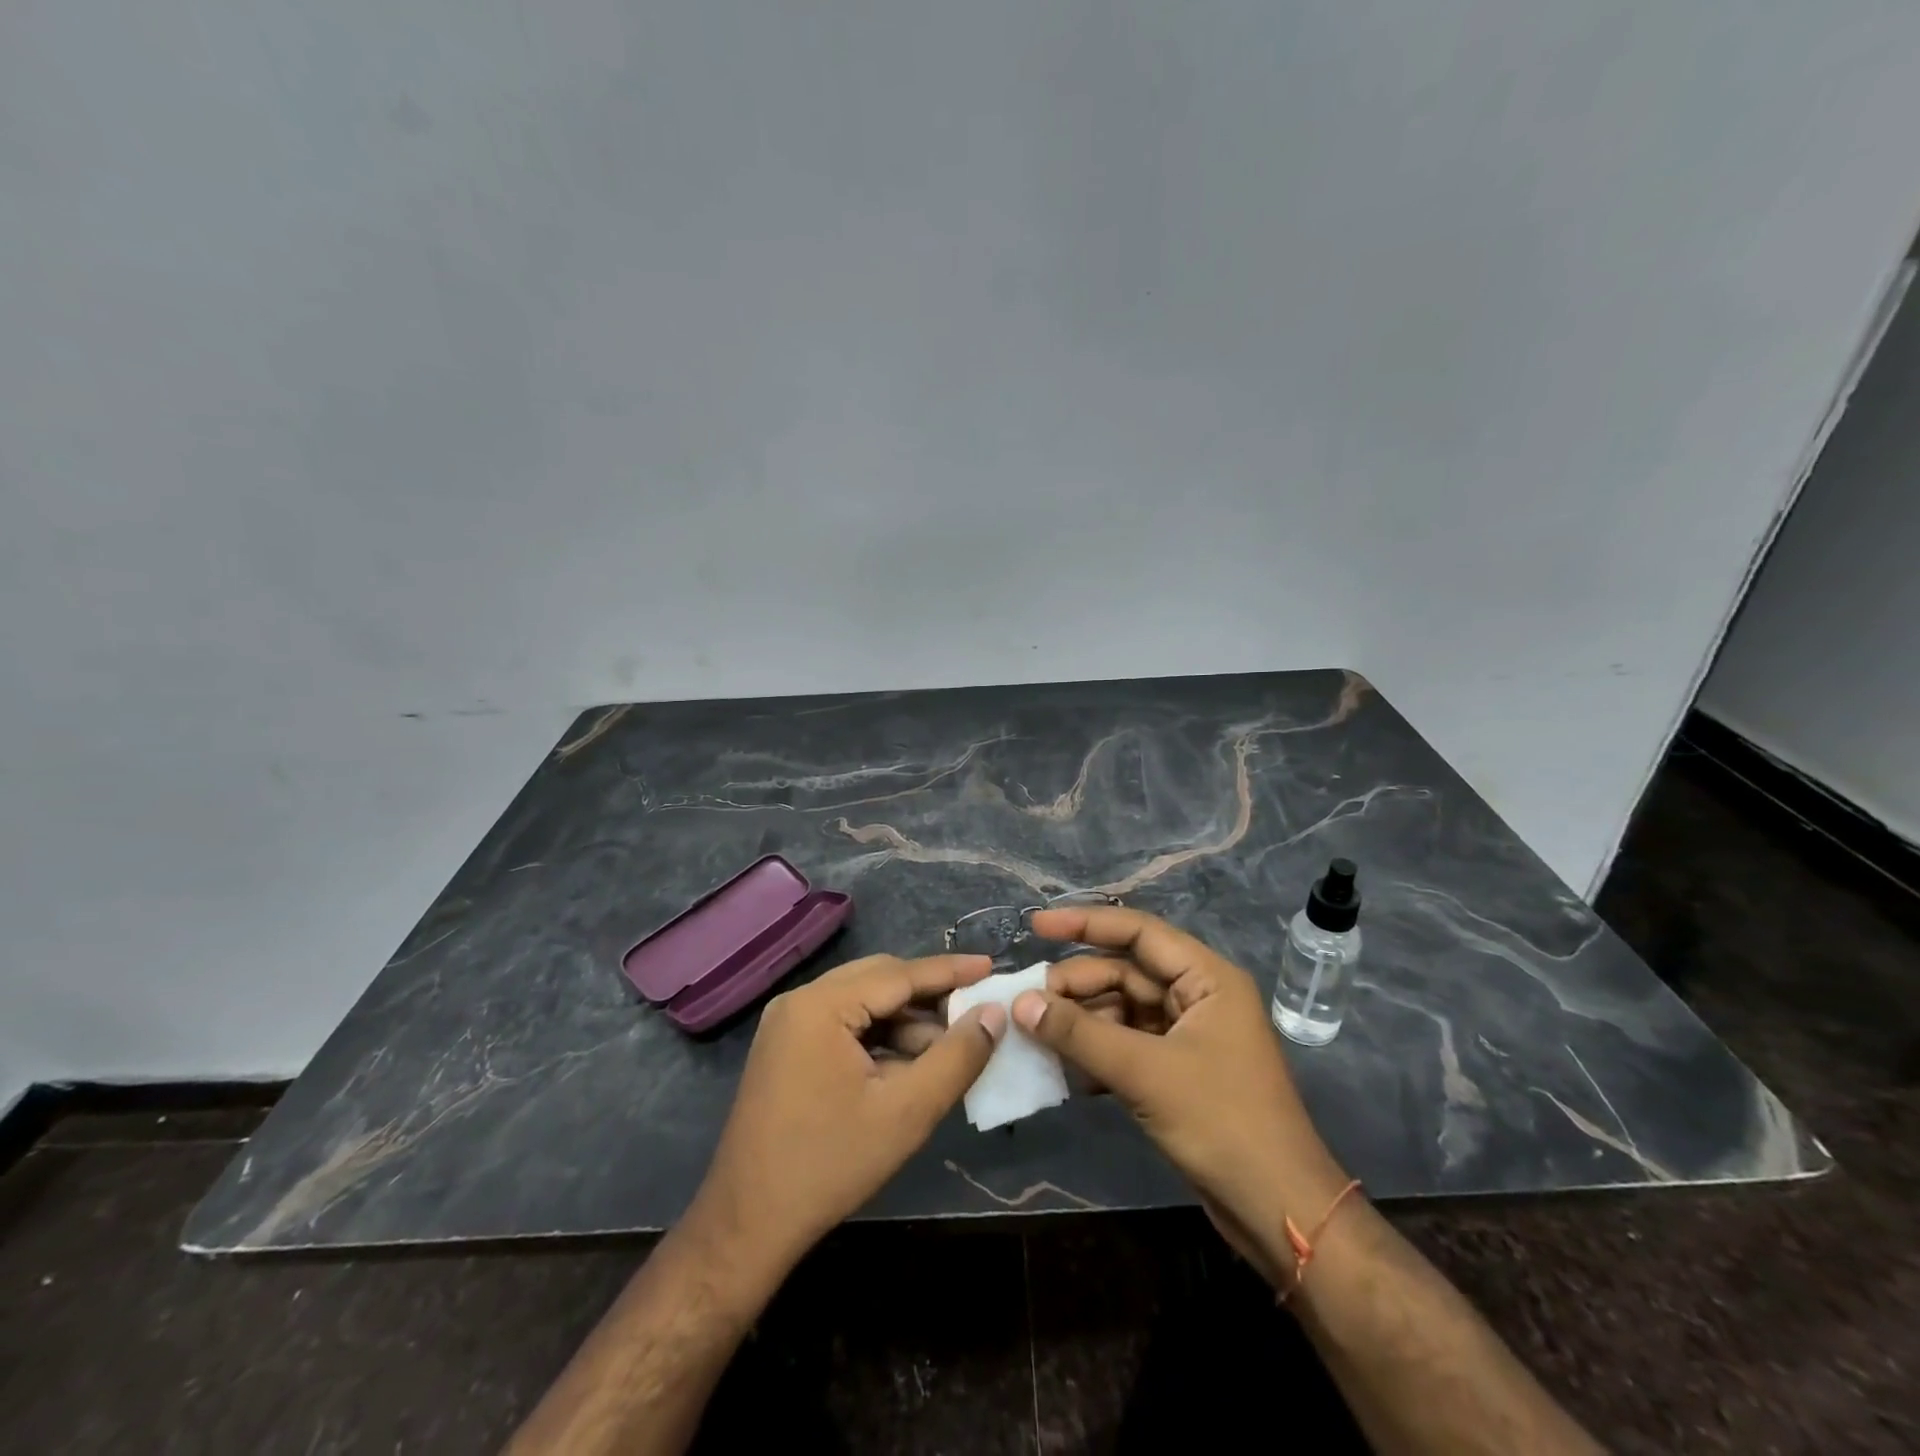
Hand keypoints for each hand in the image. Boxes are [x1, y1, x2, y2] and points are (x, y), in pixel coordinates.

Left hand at [688, 953, 1004, 1277]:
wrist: (747, 1225)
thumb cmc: (830, 1165)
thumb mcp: (907, 1112)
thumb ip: (956, 1057)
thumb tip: (993, 1014)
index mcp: (821, 1005)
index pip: (898, 974)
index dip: (949, 970)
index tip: (991, 965)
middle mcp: (800, 1001)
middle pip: (879, 980)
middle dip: (928, 996)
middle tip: (974, 1011)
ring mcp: (788, 1023)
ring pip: (863, 1002)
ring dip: (905, 1021)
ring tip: (945, 1052)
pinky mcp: (786, 1047)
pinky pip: (844, 1024)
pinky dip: (879, 1038)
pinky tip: (907, 1066)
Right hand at [1015, 907, 1349, 1282]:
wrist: (1278, 1211)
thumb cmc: (1222, 1124)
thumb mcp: (1145, 1073)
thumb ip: (1080, 1033)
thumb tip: (1021, 1003)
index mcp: (1206, 978)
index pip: (1138, 932)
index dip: (1084, 923)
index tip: (1036, 926)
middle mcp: (1197, 996)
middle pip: (1124, 972)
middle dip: (1076, 985)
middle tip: (1028, 1006)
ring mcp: (1186, 1035)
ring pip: (1121, 1010)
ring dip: (1080, 1022)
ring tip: (1037, 1036)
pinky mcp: (1176, 1071)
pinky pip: (1126, 1045)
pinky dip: (1095, 1052)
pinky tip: (1063, 1069)